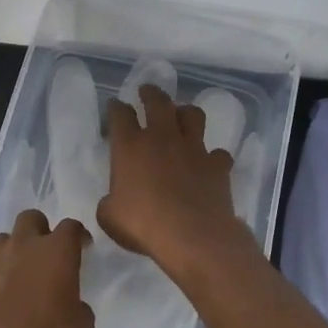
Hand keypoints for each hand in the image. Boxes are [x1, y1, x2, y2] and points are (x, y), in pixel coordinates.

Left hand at [0, 209, 95, 327]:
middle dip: (41, 229)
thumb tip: (73, 306)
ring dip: (15, 249)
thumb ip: (79, 309)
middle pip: (32, 218)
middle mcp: (24, 245)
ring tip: (20, 274)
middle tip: (47, 253)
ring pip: (5, 239)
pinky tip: (0, 298)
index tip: (82, 246)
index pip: (71, 227)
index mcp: (56, 251)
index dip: (78, 235)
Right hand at [98, 85, 257, 273]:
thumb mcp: (109, 216)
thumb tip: (115, 200)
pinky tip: (210, 163)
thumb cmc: (142, 224)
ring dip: (186, 112)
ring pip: (192, 115)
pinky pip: (218, 153)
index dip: (116, 107)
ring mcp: (193, 149)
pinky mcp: (217, 165)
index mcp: (130, 146)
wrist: (191, 235)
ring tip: (182, 115)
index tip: (115, 105)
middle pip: (158, 102)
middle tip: (147, 91)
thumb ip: (110, 201)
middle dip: (150, 93)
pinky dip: (213, 156)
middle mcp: (162, 138)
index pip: (120, 114)